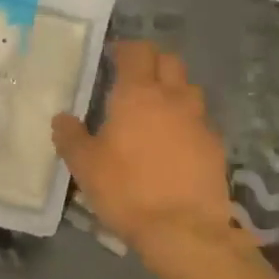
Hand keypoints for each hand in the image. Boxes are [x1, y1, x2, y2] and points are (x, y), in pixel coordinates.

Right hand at [51, 41, 240, 251]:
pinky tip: (172, 143)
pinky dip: (185, 122)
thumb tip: (62, 117)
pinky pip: (199, 121)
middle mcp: (173, 98)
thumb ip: (70, 136)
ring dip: (172, 90)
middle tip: (132, 78)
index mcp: (138, 95)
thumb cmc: (126, 189)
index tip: (112, 56)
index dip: (125, 48)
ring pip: (189, 89)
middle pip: (170, 62)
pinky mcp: (216, 147)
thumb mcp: (84, 165)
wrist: (184, 230)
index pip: (138, 52)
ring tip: (154, 109)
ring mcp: (200, 122)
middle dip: (152, 62)